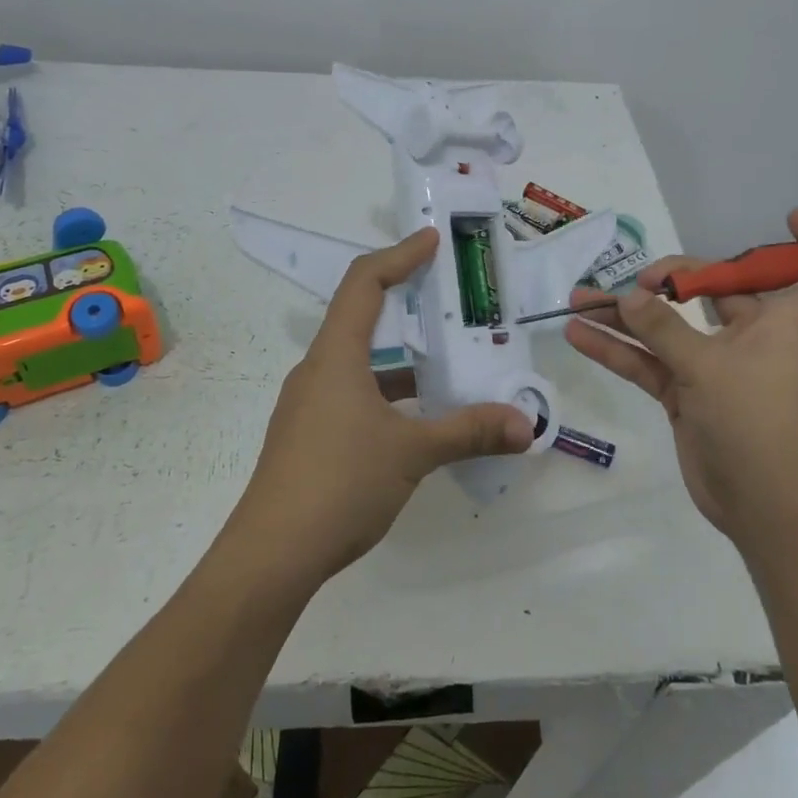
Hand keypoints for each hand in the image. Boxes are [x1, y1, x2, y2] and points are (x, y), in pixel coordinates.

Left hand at [230, 228, 532, 581]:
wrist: (271, 555)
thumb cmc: (339, 483)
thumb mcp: (412, 452)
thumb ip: (470, 431)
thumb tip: (526, 425)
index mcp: (335, 357)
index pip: (364, 284)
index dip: (398, 255)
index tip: (431, 241)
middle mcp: (318, 370)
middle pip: (360, 317)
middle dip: (406, 302)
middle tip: (449, 298)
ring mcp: (310, 405)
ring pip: (360, 362)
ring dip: (401, 357)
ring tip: (447, 359)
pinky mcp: (309, 435)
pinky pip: (354, 394)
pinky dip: (389, 392)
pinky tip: (420, 416)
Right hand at [565, 208, 797, 544]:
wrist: (757, 505)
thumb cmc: (754, 423)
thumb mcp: (706, 367)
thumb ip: (663, 328)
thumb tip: (628, 296)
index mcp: (782, 323)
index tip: (788, 218)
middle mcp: (752, 337)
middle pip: (720, 290)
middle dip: (676, 278)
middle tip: (640, 280)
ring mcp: (715, 366)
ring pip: (670, 327)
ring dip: (627, 315)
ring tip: (579, 298)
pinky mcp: (687, 394)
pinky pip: (649, 362)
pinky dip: (618, 350)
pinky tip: (579, 335)